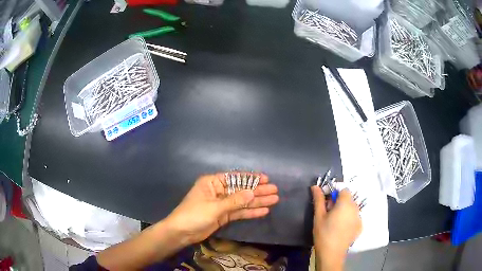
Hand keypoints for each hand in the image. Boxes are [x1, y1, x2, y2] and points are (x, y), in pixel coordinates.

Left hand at [165, 173, 278, 244]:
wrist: (181, 232)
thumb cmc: (194, 214)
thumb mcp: (215, 207)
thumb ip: (235, 201)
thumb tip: (252, 192)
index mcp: (212, 183)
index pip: (235, 178)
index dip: (251, 178)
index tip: (265, 179)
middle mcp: (218, 191)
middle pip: (241, 190)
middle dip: (258, 191)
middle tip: (275, 191)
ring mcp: (221, 204)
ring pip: (242, 202)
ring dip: (257, 202)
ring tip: (274, 200)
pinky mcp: (223, 216)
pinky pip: (239, 212)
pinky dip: (250, 212)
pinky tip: (263, 211)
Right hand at [311, 186, 361, 270]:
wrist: (332, 254)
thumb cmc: (323, 233)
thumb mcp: (318, 216)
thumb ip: (319, 199)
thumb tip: (315, 186)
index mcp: (345, 203)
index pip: (343, 189)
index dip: (335, 192)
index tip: (326, 201)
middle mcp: (355, 208)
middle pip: (348, 198)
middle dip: (339, 201)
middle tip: (328, 212)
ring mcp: (359, 217)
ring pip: (351, 208)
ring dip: (344, 210)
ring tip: (334, 221)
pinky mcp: (360, 226)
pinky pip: (354, 217)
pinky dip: (348, 218)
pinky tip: (341, 228)